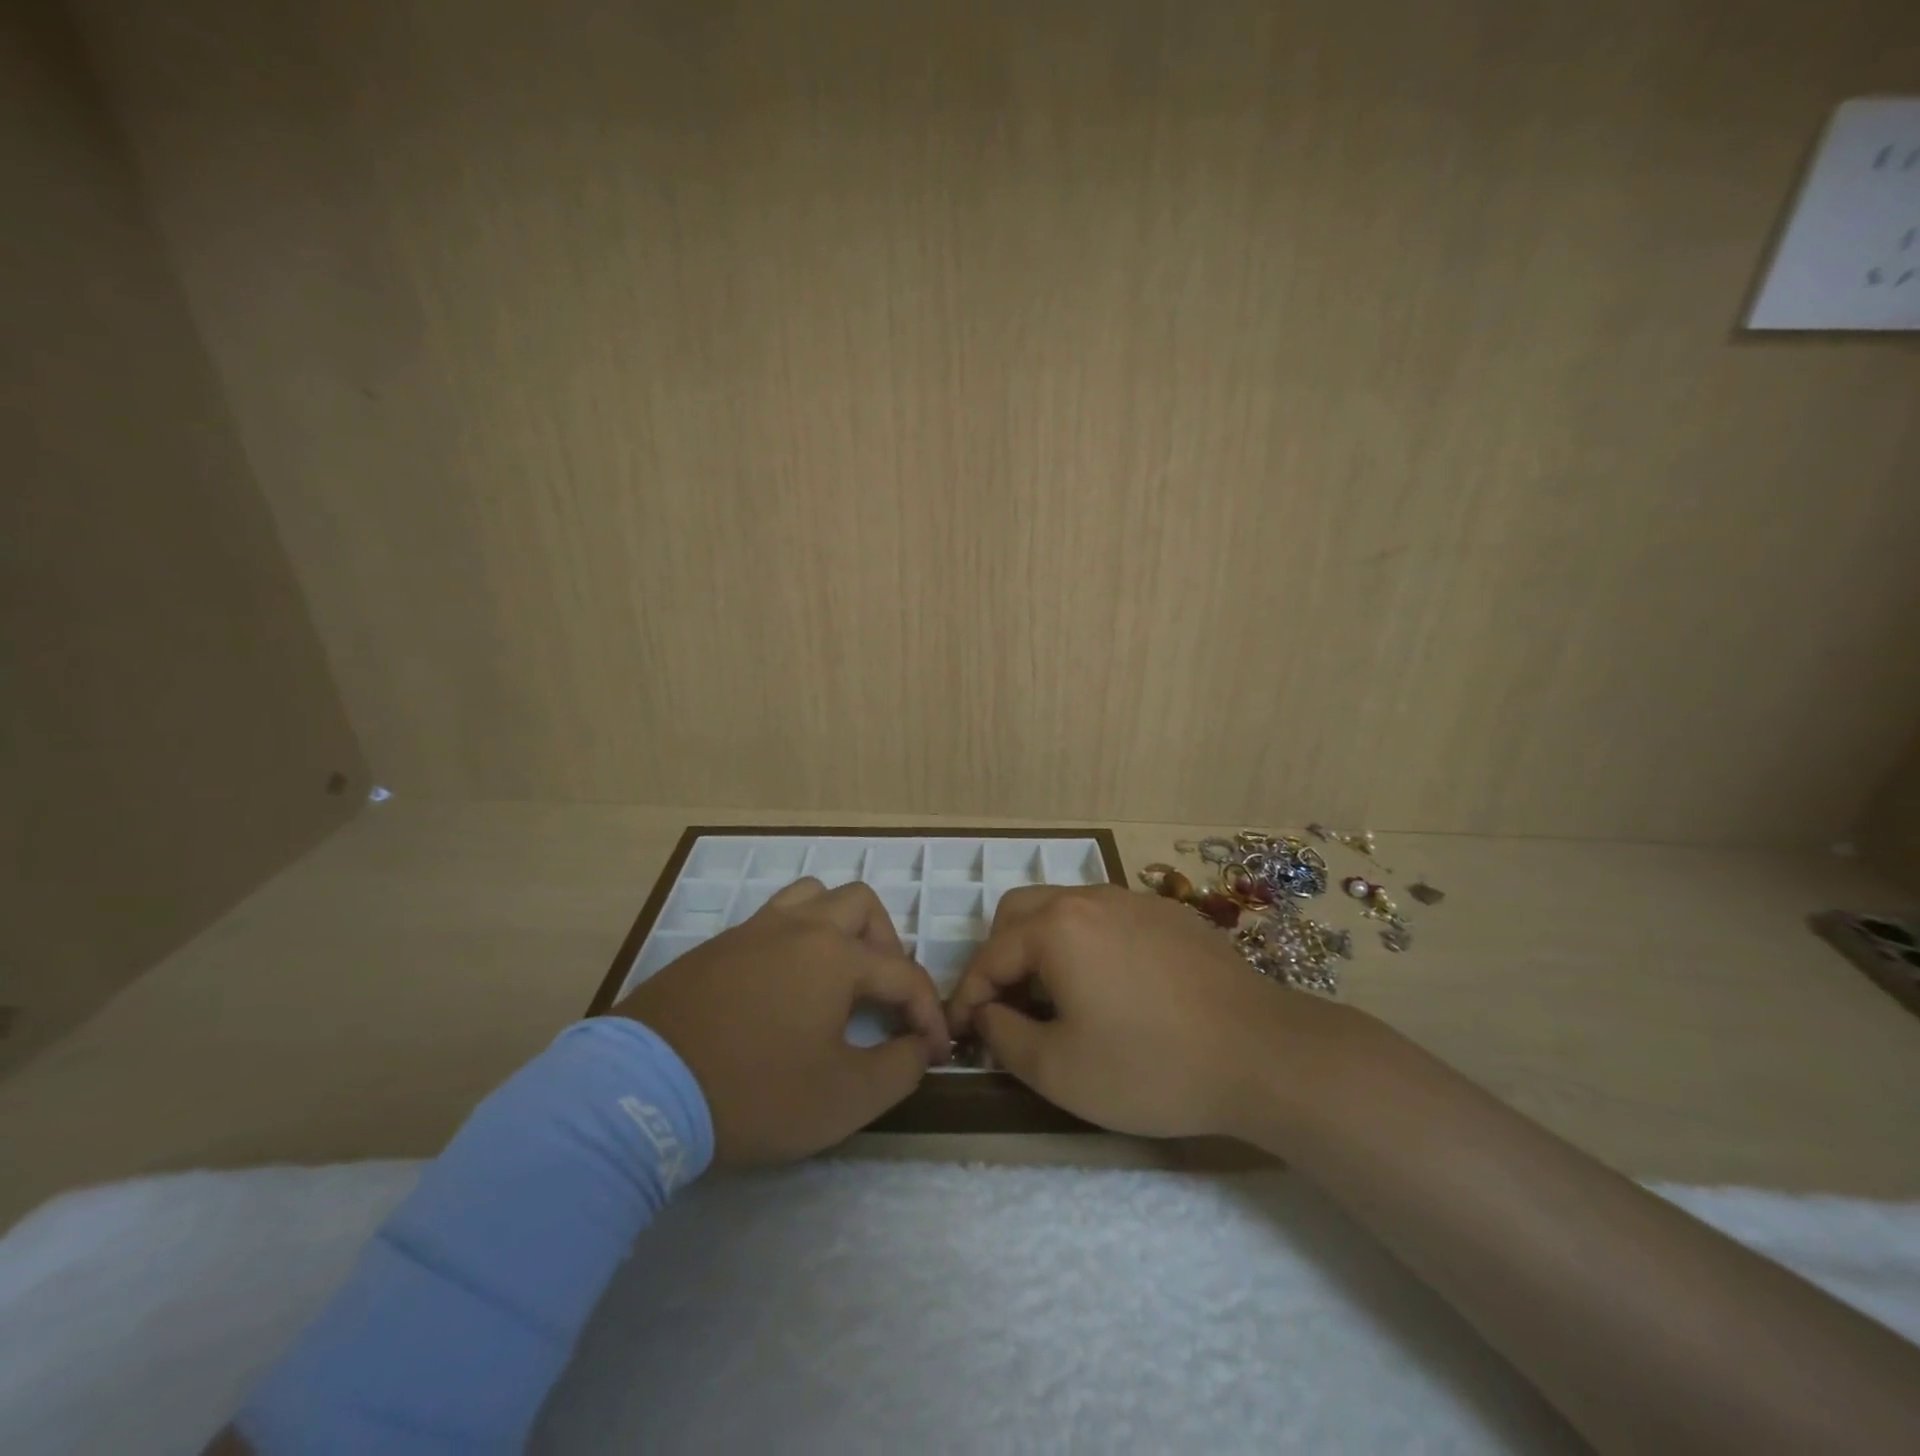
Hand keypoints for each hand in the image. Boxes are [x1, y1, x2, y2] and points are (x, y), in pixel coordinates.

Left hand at [612, 878, 947, 1164]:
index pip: (903, 974)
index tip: (934, 1052)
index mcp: (836, 955)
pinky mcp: (717, 946)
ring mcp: (753, 931)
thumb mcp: (842, 1098)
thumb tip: (918, 1047)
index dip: (928, 1013)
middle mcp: (799, 927)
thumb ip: (897, 1069)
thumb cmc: (754, 1091)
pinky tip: (786, 984)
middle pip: (861, 905)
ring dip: (839, 925)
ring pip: (813, 897)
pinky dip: (796, 937)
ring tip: (839, 971)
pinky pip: (772, 920)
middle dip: (887, 945)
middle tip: (884, 992)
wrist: (642, 1090)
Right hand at [946, 886, 1358, 1138]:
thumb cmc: (1151, 1065)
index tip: (962, 1034)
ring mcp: (1134, 900)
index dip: (967, 995)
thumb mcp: (1059, 1070)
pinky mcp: (1168, 914)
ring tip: (1052, 997)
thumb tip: (986, 1012)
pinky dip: (1084, 943)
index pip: (989, 954)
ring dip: (1041, 946)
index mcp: (1056, 927)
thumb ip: (1004, 1036)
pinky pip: (1106, 917)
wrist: (1263, 1054)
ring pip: (1064, 909)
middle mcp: (1090, 897)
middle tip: (1005, 1006)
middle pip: (1020, 912)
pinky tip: (1108, 986)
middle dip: (999, 957)